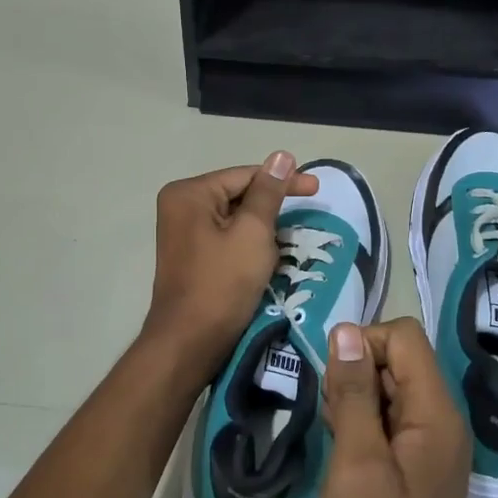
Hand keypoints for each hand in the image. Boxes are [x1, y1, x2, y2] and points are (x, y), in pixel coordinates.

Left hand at [142, 152, 317, 372]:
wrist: (190, 342)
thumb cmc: (222, 284)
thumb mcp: (253, 233)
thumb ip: (268, 192)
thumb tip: (282, 156)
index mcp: (189, 193)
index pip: (245, 175)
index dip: (284, 181)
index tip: (317, 189)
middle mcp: (180, 206)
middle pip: (238, 195)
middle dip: (271, 208)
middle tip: (305, 218)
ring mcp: (183, 233)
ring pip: (235, 219)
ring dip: (263, 229)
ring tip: (287, 242)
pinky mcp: (191, 256)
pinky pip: (226, 238)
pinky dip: (249, 245)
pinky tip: (267, 258)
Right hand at [319, 318, 480, 497]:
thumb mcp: (356, 463)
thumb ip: (353, 393)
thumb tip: (347, 331)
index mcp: (436, 414)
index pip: (404, 337)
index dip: (363, 344)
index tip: (332, 384)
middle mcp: (441, 423)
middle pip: (398, 362)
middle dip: (356, 375)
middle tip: (330, 421)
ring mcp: (430, 449)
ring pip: (389, 393)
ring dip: (354, 403)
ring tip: (334, 443)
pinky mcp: (415, 471)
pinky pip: (388, 425)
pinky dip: (360, 428)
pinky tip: (341, 458)